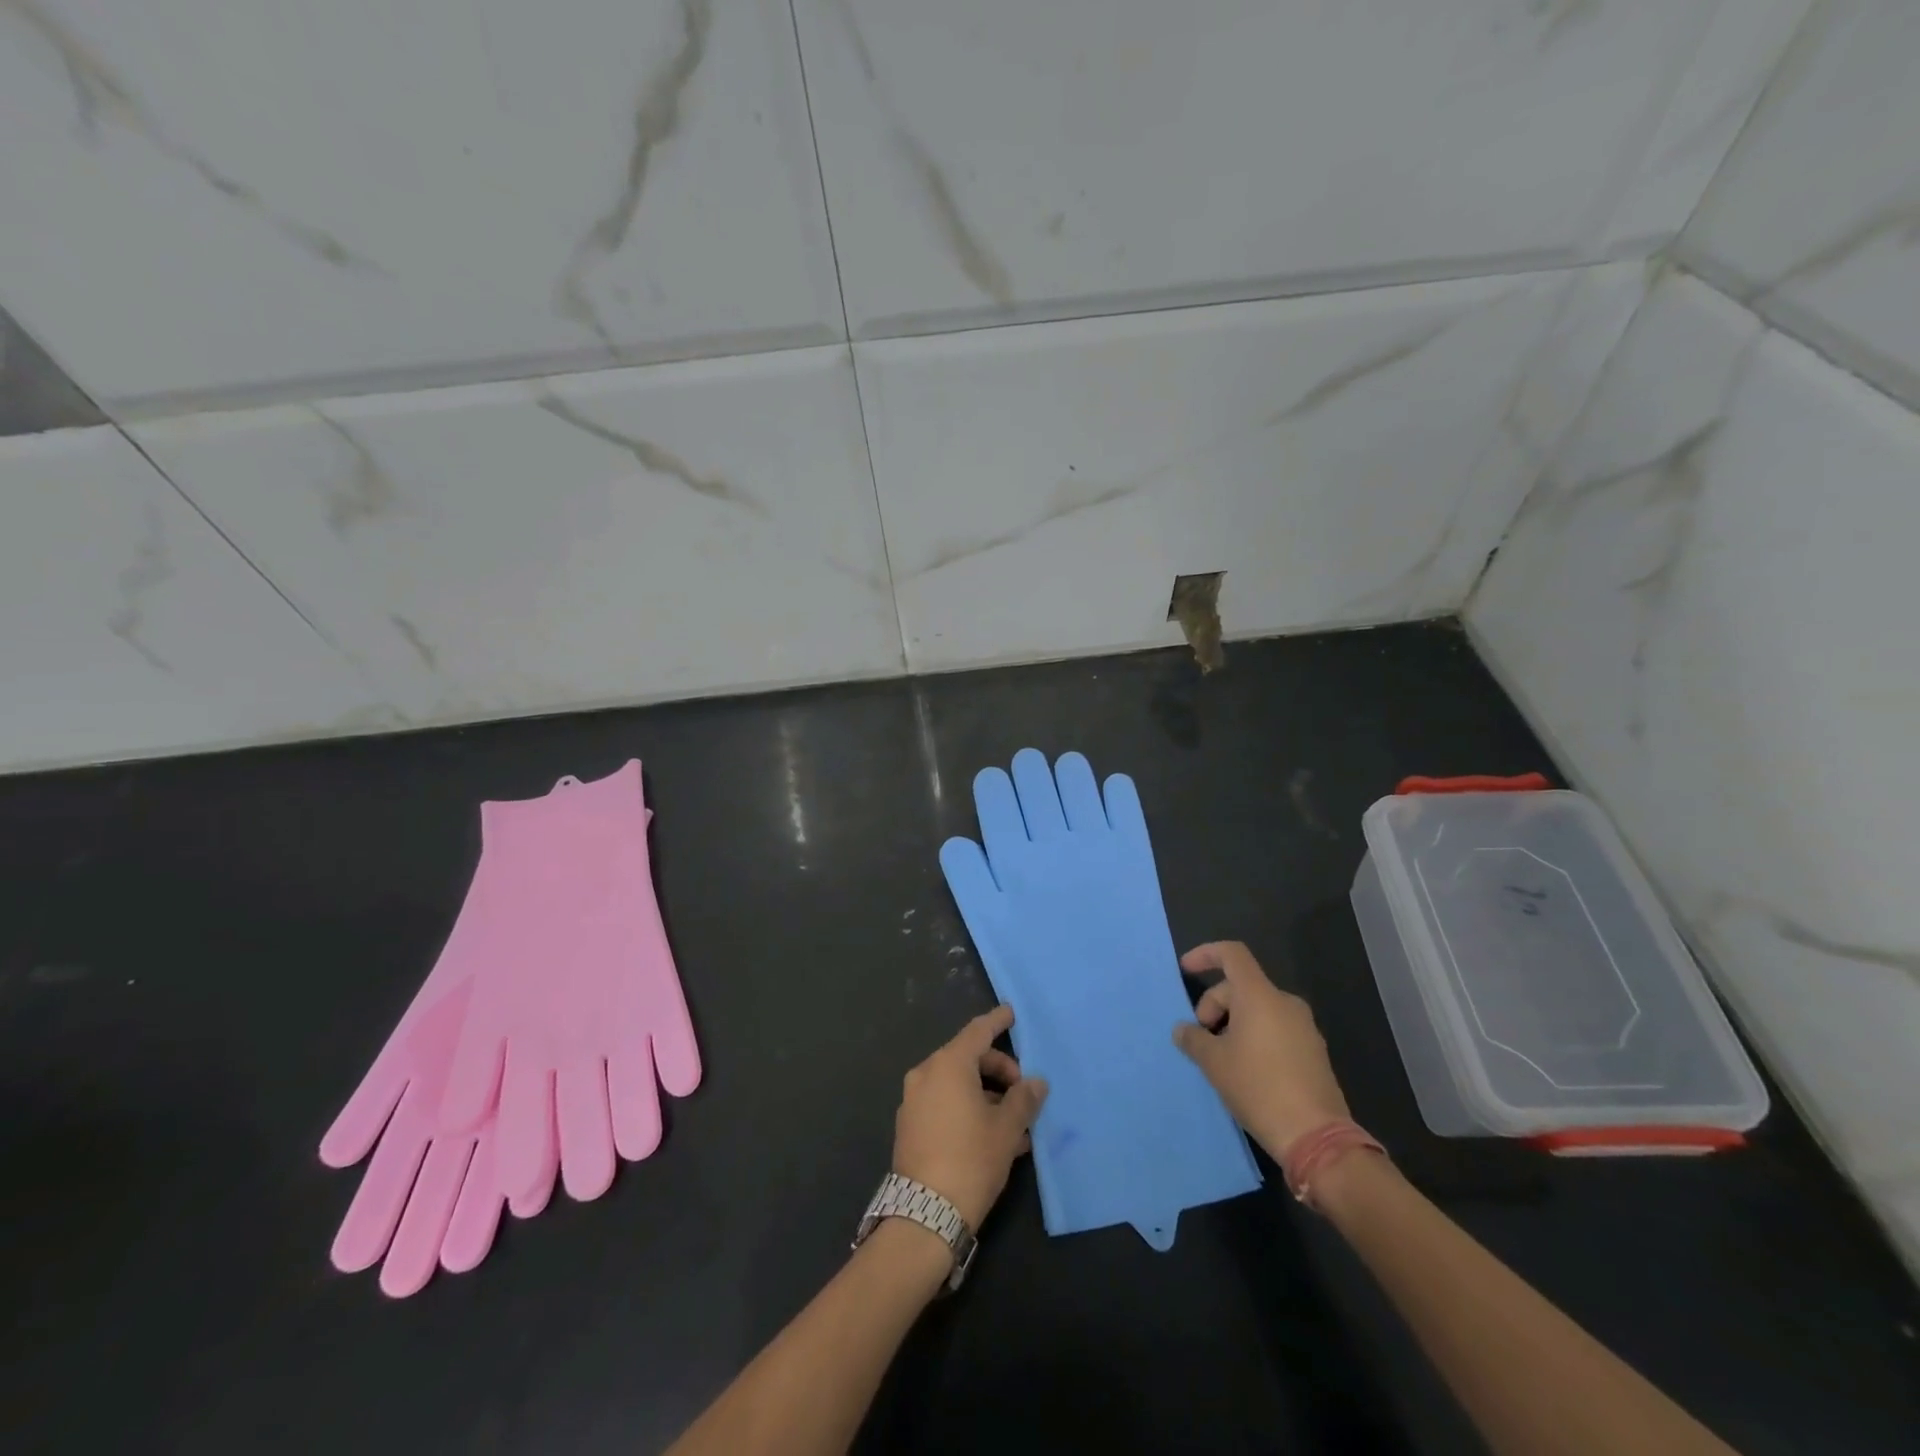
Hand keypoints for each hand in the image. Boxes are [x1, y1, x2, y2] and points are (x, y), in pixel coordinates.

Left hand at [892, 1005, 1048, 1229]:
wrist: (924, 1215)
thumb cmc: (971, 1160)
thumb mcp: (1007, 1128)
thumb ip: (1024, 1099)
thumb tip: (1036, 1083)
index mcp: (948, 1065)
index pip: (977, 1032)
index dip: (997, 1021)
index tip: (1011, 1012)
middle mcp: (926, 1074)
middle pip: (968, 1058)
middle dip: (999, 1071)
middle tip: (1023, 1094)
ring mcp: (913, 1101)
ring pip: (957, 1085)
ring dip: (986, 1096)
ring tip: (1015, 1125)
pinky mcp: (909, 1126)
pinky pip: (944, 1104)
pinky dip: (968, 1109)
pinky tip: (992, 1138)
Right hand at [1172, 941, 1350, 1158]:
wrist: (1317, 1137)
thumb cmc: (1258, 1088)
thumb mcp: (1214, 1063)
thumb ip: (1193, 1039)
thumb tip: (1183, 1030)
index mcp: (1260, 996)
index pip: (1232, 954)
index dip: (1206, 954)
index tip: (1186, 970)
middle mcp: (1285, 1003)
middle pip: (1241, 986)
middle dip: (1214, 1005)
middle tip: (1201, 1038)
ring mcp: (1304, 1027)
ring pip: (1258, 1009)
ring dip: (1233, 1023)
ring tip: (1221, 1057)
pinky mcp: (1314, 1051)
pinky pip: (1275, 1028)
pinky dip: (1254, 1036)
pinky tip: (1246, 1069)